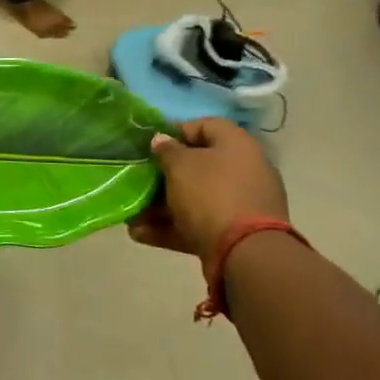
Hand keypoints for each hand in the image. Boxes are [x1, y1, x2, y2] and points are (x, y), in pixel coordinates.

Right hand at [128, 118, 287, 259]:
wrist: (246, 253)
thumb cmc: (211, 194)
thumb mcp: (180, 165)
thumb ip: (167, 150)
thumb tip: (162, 140)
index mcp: (237, 145)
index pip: (204, 126)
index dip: (175, 133)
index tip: (151, 147)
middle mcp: (244, 170)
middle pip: (198, 166)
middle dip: (165, 176)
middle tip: (139, 181)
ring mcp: (241, 204)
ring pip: (196, 199)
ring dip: (163, 206)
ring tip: (133, 215)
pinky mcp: (235, 235)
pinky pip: (199, 224)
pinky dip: (172, 227)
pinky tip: (140, 234)